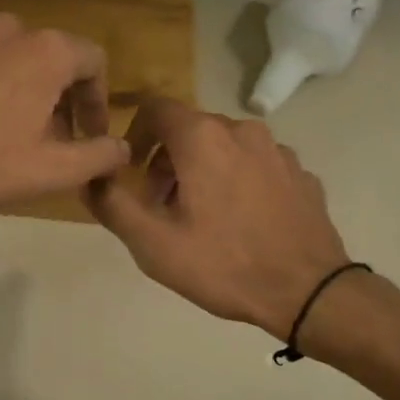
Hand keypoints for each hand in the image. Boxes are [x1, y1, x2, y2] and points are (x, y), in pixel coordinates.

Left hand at [0, 14, 129, 210]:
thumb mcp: (50, 171)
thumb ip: (99, 156)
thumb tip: (122, 148)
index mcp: (46, 51)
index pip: (94, 62)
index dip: (98, 102)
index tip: (88, 137)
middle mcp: (8, 28)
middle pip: (50, 59)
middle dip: (57, 100)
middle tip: (48, 142)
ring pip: (8, 58)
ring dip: (17, 91)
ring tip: (4, 133)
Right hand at [88, 97, 351, 338]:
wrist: (308, 292)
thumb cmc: (223, 265)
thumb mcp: (152, 243)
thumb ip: (112, 203)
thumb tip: (91, 176)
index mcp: (203, 138)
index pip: (156, 107)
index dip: (135, 133)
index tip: (131, 170)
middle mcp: (243, 131)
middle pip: (191, 128)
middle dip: (167, 160)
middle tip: (160, 206)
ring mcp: (278, 151)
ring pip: (226, 147)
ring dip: (203, 170)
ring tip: (200, 217)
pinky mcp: (302, 174)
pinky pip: (256, 166)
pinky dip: (238, 181)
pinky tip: (240, 223)